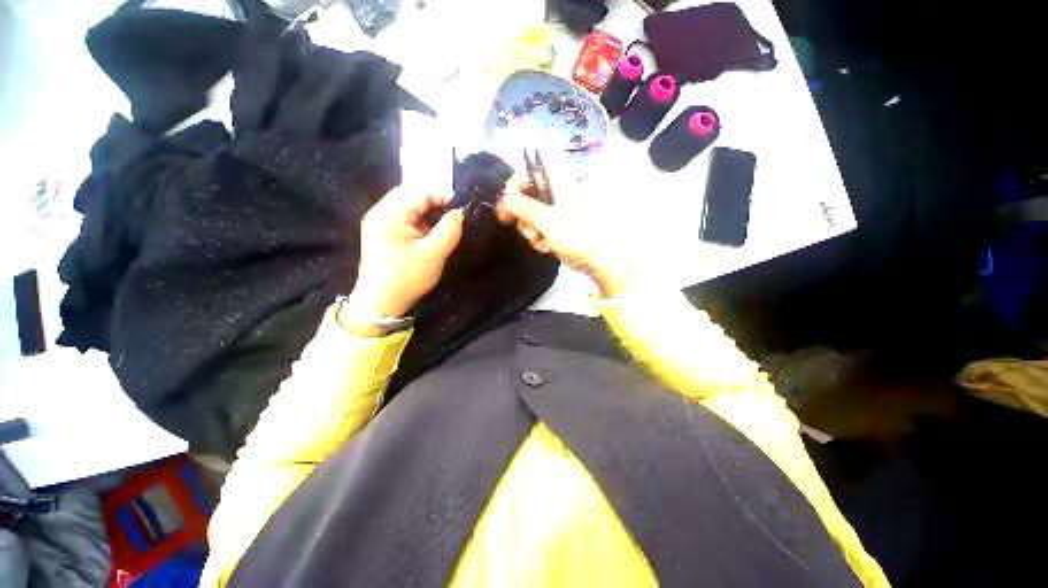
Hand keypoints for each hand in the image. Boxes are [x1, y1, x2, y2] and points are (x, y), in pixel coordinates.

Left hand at [351, 186, 464, 317]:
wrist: (379, 303)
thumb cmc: (407, 277)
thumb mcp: (434, 254)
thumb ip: (449, 229)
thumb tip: (460, 212)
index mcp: (390, 214)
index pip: (419, 191)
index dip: (442, 196)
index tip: (460, 209)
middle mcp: (380, 211)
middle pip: (410, 194)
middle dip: (434, 202)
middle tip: (452, 216)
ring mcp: (377, 222)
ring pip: (406, 204)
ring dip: (426, 211)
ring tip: (442, 225)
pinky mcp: (379, 232)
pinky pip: (401, 216)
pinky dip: (417, 220)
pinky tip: (427, 233)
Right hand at [496, 176, 639, 296]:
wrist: (604, 261)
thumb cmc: (579, 236)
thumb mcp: (549, 221)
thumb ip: (525, 207)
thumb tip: (506, 195)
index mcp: (560, 181)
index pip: (531, 168)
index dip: (516, 183)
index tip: (506, 203)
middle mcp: (560, 191)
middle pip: (529, 194)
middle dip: (522, 214)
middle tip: (521, 228)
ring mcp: (561, 209)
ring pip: (533, 213)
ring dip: (532, 230)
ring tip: (542, 243)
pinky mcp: (562, 225)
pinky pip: (542, 226)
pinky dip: (541, 237)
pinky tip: (547, 248)